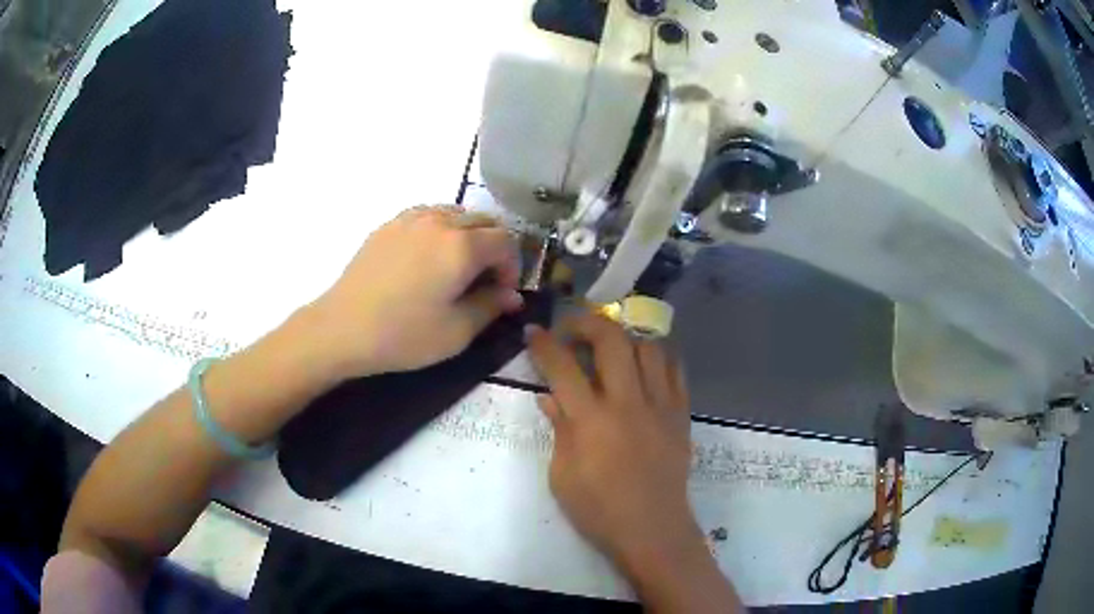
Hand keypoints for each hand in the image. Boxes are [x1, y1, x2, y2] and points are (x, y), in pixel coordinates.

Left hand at [305, 206, 522, 378]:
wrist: (342, 328)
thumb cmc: (404, 335)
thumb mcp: (457, 332)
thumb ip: (492, 306)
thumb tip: (512, 295)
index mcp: (462, 246)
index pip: (506, 241)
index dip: (512, 266)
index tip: (502, 293)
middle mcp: (440, 221)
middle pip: (484, 221)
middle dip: (493, 248)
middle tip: (483, 281)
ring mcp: (411, 219)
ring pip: (456, 213)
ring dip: (468, 235)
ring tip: (456, 267)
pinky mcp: (389, 225)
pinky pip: (428, 216)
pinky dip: (440, 230)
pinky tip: (427, 258)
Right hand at [526, 313, 701, 569]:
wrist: (652, 530)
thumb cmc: (599, 511)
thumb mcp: (562, 475)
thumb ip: (559, 429)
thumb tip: (549, 397)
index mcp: (592, 421)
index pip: (563, 367)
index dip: (544, 344)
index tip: (533, 332)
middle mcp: (628, 403)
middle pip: (612, 340)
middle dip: (587, 323)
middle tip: (573, 331)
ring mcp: (660, 405)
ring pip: (648, 346)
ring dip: (625, 339)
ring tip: (610, 350)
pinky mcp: (681, 414)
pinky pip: (675, 370)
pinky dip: (657, 358)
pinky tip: (644, 367)